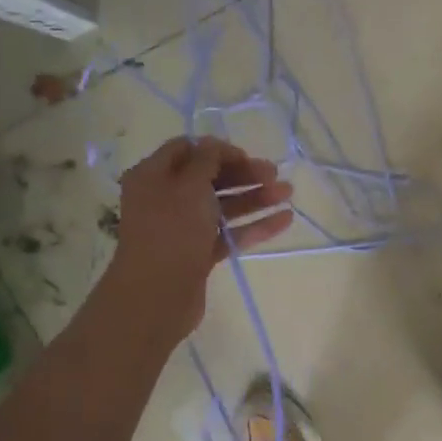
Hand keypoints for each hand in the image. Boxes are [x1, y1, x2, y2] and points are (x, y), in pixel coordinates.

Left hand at [105, 137, 293, 339]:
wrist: (158, 295)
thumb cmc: (172, 231)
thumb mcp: (190, 186)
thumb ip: (207, 160)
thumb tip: (215, 145)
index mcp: (153, 175)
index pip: (187, 150)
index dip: (218, 150)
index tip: (246, 156)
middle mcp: (165, 198)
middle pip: (209, 178)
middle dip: (243, 174)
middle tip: (275, 174)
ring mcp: (183, 228)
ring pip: (222, 206)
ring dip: (254, 198)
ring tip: (288, 194)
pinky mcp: (198, 253)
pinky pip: (228, 232)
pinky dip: (254, 225)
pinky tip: (284, 220)